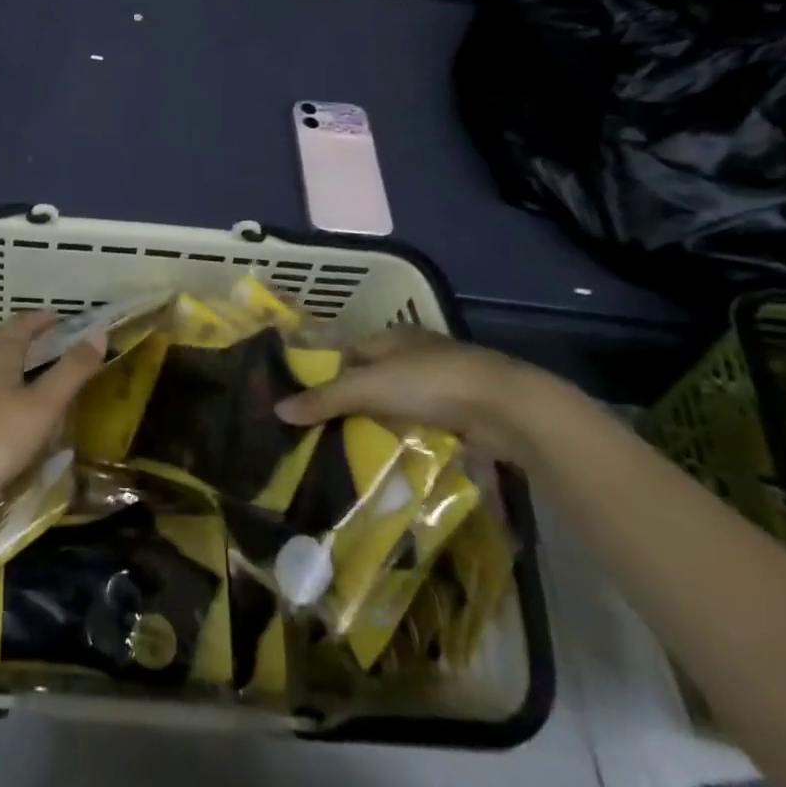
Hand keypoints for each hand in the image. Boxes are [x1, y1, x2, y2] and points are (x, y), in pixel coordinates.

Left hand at [0, 312, 105, 519]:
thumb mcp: (42, 406)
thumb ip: (71, 372)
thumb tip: (98, 334)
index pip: (22, 325)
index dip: (41, 319)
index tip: (59, 317)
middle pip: (2, 341)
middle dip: (26, 336)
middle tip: (49, 339)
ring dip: (11, 361)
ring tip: (31, 370)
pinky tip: (4, 406)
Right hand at [273, 326, 569, 459]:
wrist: (508, 407)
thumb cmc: (431, 383)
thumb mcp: (368, 388)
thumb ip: (324, 399)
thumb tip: (277, 409)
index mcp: (392, 335)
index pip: (349, 351)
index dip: (328, 373)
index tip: (310, 402)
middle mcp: (416, 352)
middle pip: (373, 376)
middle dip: (354, 401)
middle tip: (327, 430)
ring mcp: (443, 380)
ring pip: (399, 400)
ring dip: (382, 420)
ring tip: (355, 446)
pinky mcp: (464, 409)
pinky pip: (423, 421)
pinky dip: (409, 433)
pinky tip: (396, 451)